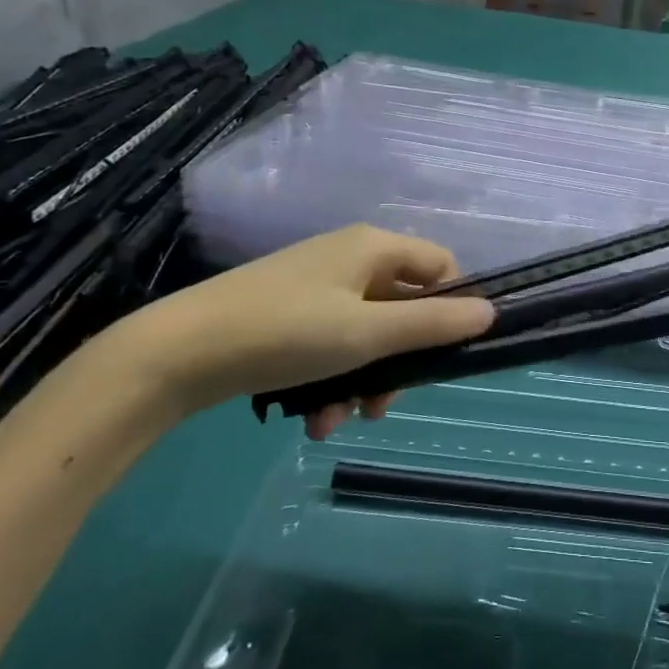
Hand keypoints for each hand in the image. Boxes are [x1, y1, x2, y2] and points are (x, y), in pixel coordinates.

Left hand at [131, 225, 492, 437]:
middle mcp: (347, 260)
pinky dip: (329, 382)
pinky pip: (329, 347)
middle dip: (398, 362)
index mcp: (372, 248)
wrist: (176, 354)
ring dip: (361, 382)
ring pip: (365, 336)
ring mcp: (314, 289)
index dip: (454, 304)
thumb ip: (433, 323)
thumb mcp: (368, 333)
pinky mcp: (286, 318)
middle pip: (402, 308)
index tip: (451, 352)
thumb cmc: (286, 332)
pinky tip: (310, 420)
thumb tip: (491, 313)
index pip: (440, 265)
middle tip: (384, 405)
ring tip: (334, 421)